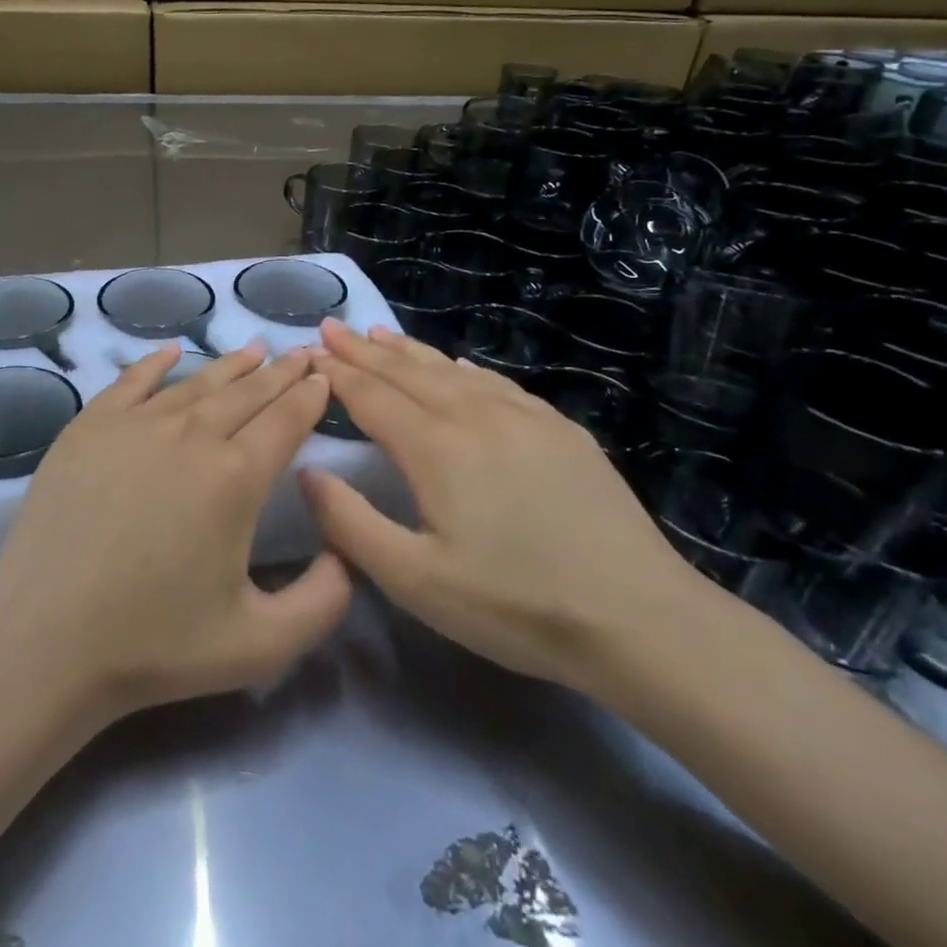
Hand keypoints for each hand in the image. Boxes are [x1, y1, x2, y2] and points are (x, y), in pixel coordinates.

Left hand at [0, 341, 351, 719]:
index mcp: (236, 478)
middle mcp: (191, 435)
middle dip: (281, 372)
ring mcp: (135, 425)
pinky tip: (172, 351)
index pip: (286, 420)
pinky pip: (131, 381)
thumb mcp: (260, 645)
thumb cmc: (154, 645)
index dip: (309, 396)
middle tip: (303, 353)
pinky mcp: (88, 428)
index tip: (323, 375)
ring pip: (196, 383)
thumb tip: (346, 553)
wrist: (44, 640)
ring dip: (231, 365)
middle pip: (247, 393)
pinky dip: (156, 363)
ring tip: (255, 349)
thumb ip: (323, 602)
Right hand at [302, 321, 693, 690]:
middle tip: (332, 327)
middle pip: (407, 372)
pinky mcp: (561, 431)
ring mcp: (525, 418)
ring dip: (409, 351)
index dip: (335, 373)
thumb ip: (350, 523)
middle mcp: (476, 416)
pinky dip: (464, 368)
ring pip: (452, 370)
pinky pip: (497, 383)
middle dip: (363, 350)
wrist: (640, 618)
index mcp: (436, 448)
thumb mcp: (416, 581)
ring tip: (379, 334)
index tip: (306, 351)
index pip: (370, 396)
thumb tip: (307, 472)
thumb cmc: (515, 605)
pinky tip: (458, 364)